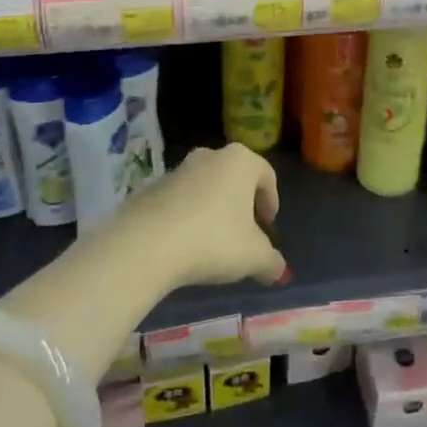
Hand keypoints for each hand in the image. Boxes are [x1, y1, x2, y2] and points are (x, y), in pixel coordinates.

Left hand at [106, 144, 288, 289]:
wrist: (147, 244)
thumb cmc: (214, 240)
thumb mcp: (254, 257)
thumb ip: (272, 262)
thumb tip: (279, 270)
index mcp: (240, 161)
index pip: (266, 175)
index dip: (271, 201)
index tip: (268, 227)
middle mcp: (210, 156)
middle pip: (234, 178)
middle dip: (242, 205)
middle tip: (244, 234)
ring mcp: (177, 170)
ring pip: (205, 188)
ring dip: (213, 211)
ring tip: (213, 244)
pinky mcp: (151, 189)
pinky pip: (179, 202)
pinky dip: (187, 218)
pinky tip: (186, 245)